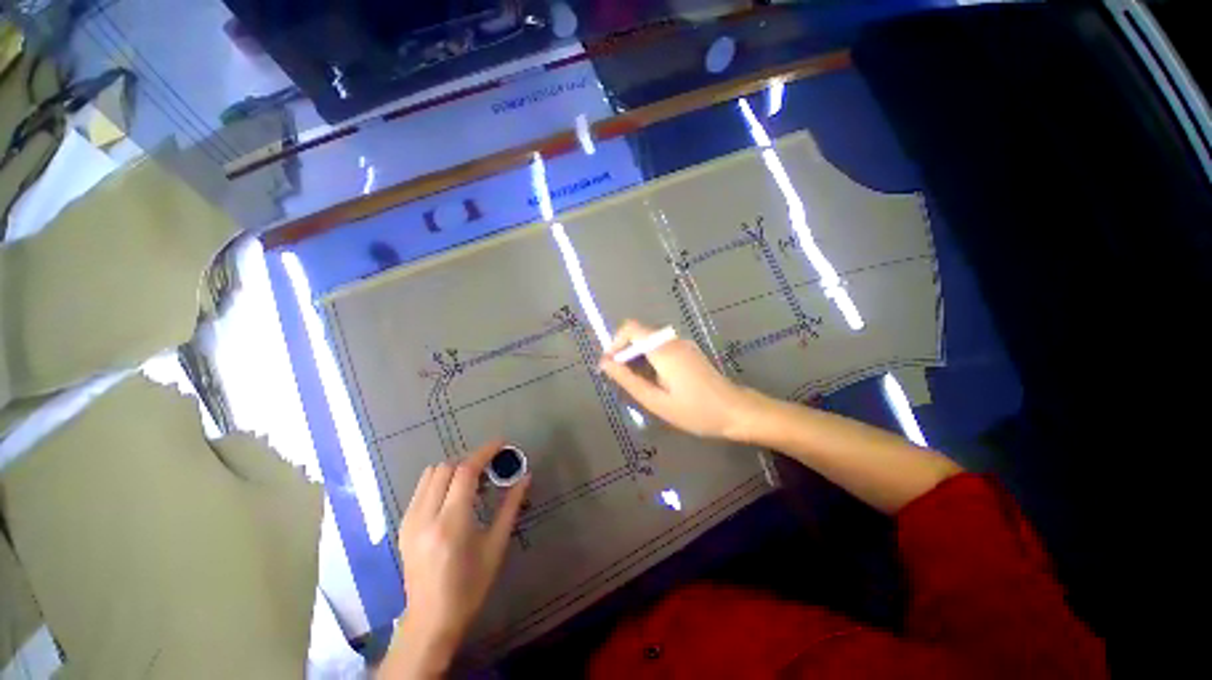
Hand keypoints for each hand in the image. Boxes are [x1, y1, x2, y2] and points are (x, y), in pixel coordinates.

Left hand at [384, 440, 529, 676]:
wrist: (431, 620)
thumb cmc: (470, 585)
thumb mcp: (496, 545)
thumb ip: (511, 506)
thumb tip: (526, 476)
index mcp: (451, 522)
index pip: (465, 472)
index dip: (484, 452)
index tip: (500, 444)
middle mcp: (425, 516)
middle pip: (446, 468)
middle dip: (470, 461)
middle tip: (489, 469)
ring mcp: (410, 521)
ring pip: (430, 474)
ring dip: (454, 469)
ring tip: (472, 482)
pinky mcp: (404, 526)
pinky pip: (421, 489)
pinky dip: (440, 481)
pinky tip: (453, 497)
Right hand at [598, 320, 763, 440]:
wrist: (736, 412)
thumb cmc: (695, 411)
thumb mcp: (656, 401)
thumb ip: (628, 380)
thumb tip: (604, 363)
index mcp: (664, 350)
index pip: (631, 328)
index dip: (615, 342)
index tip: (609, 365)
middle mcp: (673, 340)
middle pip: (639, 334)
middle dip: (624, 352)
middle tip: (620, 379)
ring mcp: (683, 344)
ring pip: (650, 341)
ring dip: (636, 357)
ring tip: (636, 384)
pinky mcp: (688, 351)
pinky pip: (661, 347)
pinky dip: (649, 359)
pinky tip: (653, 381)